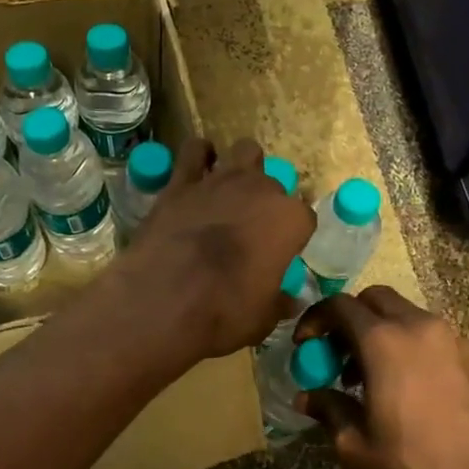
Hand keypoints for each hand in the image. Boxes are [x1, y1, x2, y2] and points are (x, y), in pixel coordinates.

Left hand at [115, 137, 314, 358]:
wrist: (164, 299)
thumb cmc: (225, 312)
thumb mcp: (263, 318)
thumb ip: (279, 302)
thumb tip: (290, 301)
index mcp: (290, 220)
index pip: (304, 218)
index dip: (292, 235)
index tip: (281, 252)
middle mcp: (261, 190)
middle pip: (274, 185)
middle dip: (267, 202)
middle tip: (251, 227)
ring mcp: (221, 180)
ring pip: (245, 151)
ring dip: (242, 167)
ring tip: (231, 189)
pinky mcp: (182, 181)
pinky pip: (195, 151)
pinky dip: (199, 156)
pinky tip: (197, 169)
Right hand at [294, 288, 468, 468]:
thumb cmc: (413, 466)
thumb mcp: (356, 446)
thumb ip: (328, 410)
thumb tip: (306, 397)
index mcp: (384, 341)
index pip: (340, 305)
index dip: (316, 319)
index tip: (304, 344)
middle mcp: (418, 327)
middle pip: (375, 299)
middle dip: (349, 318)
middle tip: (337, 354)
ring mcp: (450, 338)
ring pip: (405, 314)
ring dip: (379, 331)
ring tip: (369, 376)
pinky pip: (429, 334)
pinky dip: (408, 344)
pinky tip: (405, 386)